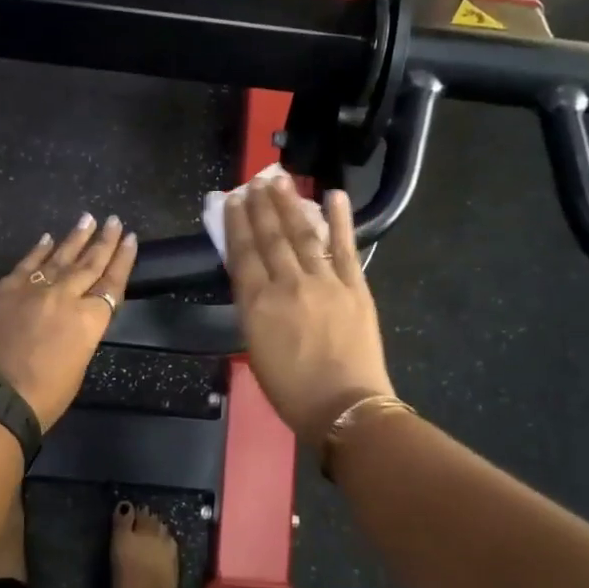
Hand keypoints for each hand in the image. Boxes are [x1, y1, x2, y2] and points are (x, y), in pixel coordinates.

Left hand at [0, 214, 137, 429]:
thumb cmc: (42, 398)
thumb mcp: (77, 367)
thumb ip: (79, 334)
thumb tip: (74, 319)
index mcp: (88, 320)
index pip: (112, 283)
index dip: (123, 260)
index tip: (131, 239)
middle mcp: (65, 297)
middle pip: (89, 264)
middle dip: (104, 241)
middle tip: (115, 221)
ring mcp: (32, 290)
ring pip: (60, 257)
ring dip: (76, 238)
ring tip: (88, 219)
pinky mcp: (4, 290)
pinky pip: (26, 264)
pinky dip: (39, 250)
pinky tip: (48, 238)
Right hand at [225, 176, 392, 446]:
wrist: (344, 406)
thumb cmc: (291, 389)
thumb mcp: (255, 347)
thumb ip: (253, 309)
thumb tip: (253, 280)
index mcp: (258, 303)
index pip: (243, 253)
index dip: (237, 224)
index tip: (233, 200)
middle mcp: (288, 284)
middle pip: (271, 237)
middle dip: (261, 206)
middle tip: (255, 181)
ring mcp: (325, 282)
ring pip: (303, 235)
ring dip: (290, 205)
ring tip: (280, 181)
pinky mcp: (355, 286)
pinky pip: (345, 247)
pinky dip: (340, 219)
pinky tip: (334, 195)